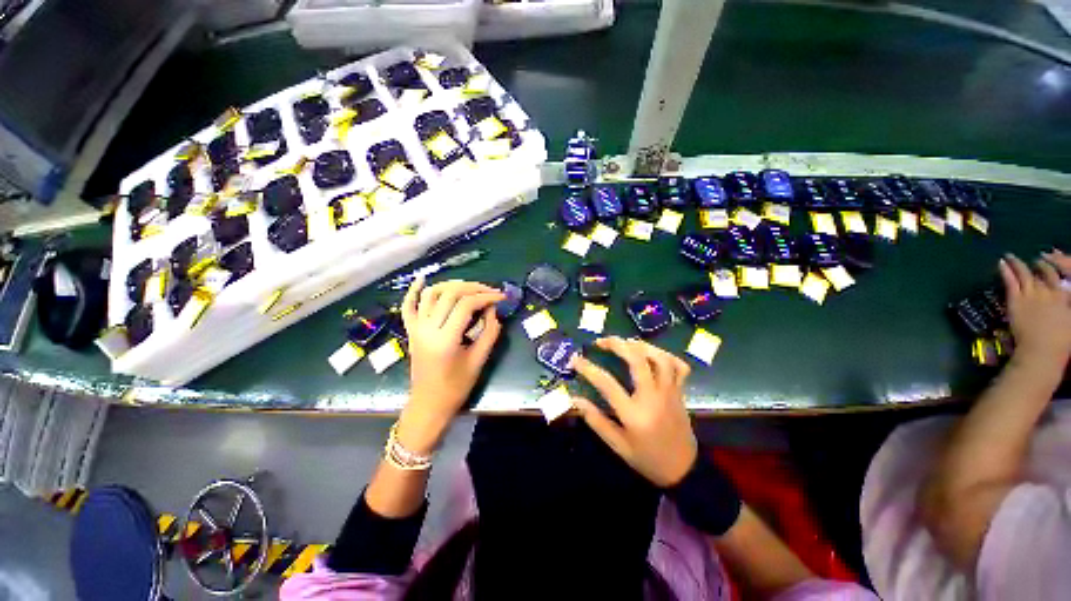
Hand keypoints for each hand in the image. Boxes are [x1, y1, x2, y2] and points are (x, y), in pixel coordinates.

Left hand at [396, 276, 503, 453]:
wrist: (429, 403)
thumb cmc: (456, 386)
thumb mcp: (479, 360)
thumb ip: (489, 333)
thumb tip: (493, 310)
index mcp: (445, 339)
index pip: (466, 305)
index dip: (486, 297)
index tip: (501, 297)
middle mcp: (427, 328)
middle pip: (450, 294)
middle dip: (473, 288)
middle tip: (490, 291)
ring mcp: (416, 328)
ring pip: (431, 294)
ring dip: (451, 285)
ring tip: (470, 287)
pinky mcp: (411, 330)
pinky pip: (408, 306)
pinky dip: (413, 291)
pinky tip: (422, 279)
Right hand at [570, 336, 697, 487]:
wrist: (684, 471)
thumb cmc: (647, 459)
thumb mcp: (618, 446)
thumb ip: (596, 421)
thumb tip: (575, 400)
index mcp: (634, 413)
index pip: (606, 383)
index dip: (588, 368)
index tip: (575, 359)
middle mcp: (653, 397)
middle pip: (637, 360)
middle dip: (617, 344)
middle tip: (602, 341)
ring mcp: (670, 392)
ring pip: (659, 358)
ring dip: (641, 345)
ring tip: (626, 343)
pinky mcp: (680, 392)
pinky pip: (679, 366)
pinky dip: (667, 355)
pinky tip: (653, 354)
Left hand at [999, 253, 1070, 363]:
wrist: (1043, 350)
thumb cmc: (1060, 341)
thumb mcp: (1070, 318)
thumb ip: (1066, 304)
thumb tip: (1064, 296)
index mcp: (1063, 296)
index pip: (1058, 276)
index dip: (1053, 267)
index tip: (1050, 261)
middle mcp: (1048, 291)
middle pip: (1043, 273)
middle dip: (1039, 264)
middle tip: (1036, 259)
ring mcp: (1031, 295)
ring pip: (1024, 273)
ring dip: (1017, 263)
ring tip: (1010, 255)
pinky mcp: (1016, 300)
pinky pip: (1011, 281)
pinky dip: (1006, 270)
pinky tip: (1001, 262)